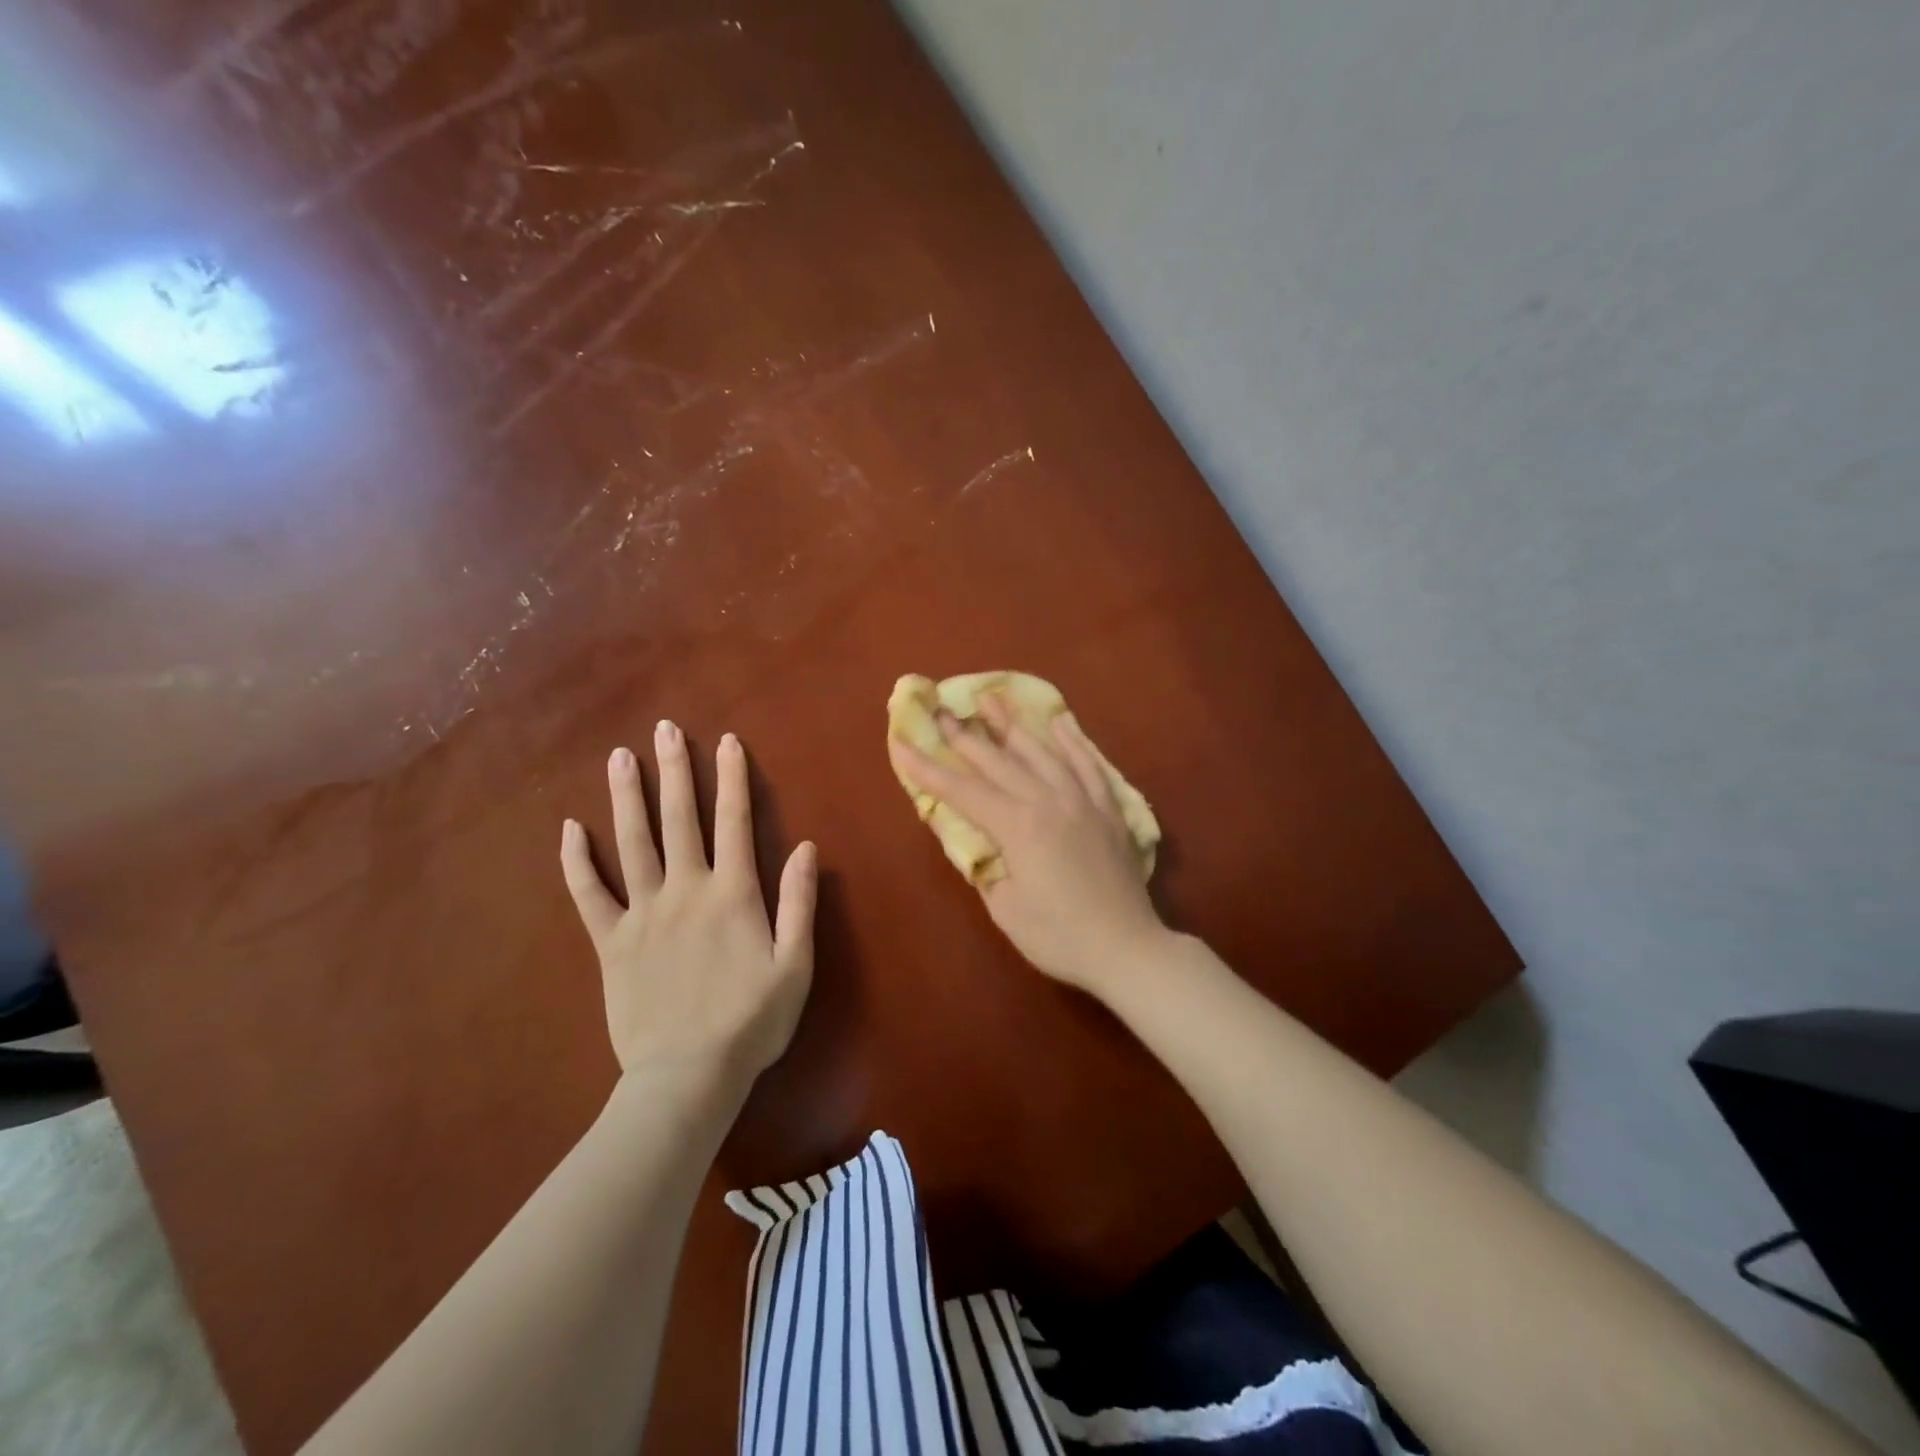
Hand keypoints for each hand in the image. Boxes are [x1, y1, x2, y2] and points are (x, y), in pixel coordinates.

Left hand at [560, 721, 816, 1089]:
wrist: (688, 1076)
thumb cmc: (751, 1021)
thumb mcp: (795, 964)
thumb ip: (800, 902)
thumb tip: (808, 847)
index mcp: (733, 894)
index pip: (734, 822)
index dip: (732, 779)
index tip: (726, 742)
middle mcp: (686, 890)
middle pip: (679, 819)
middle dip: (674, 771)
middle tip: (664, 730)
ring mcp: (643, 914)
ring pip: (631, 844)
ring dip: (626, 798)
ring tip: (620, 758)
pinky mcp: (610, 942)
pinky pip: (589, 895)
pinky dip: (577, 861)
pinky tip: (568, 829)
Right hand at [888, 697, 1168, 998]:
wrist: (1127, 948)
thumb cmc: (1058, 937)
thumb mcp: (1005, 907)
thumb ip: (983, 864)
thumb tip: (967, 836)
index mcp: (1018, 826)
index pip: (962, 791)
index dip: (928, 769)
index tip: (902, 743)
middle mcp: (1049, 801)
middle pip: (999, 761)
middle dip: (965, 735)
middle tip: (941, 709)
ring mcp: (1082, 800)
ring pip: (1042, 752)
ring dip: (1013, 725)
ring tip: (992, 698)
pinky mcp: (1108, 808)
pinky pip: (1088, 764)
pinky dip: (1072, 740)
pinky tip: (1060, 721)